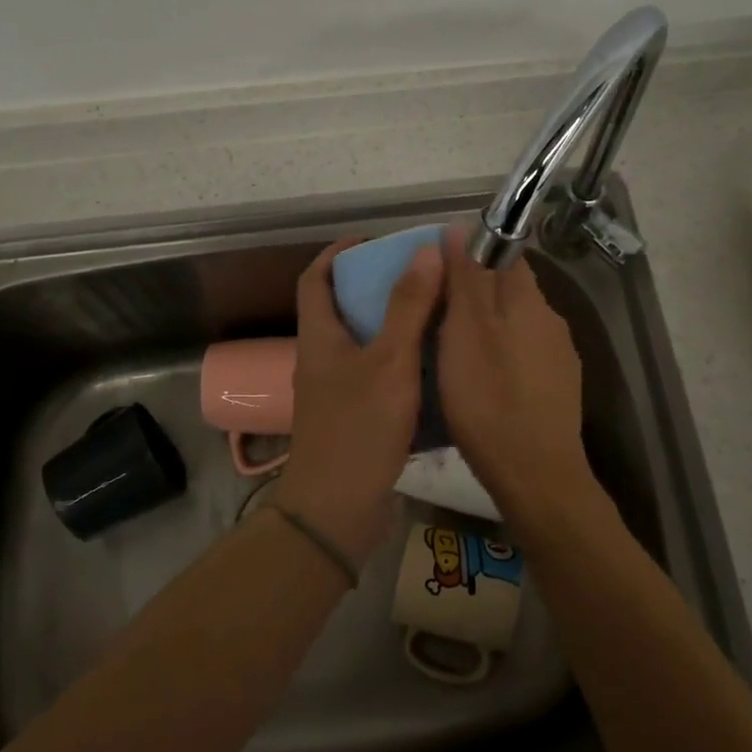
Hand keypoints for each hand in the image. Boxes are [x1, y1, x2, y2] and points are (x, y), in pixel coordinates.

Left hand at [276, 238, 444, 567]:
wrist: (338, 511)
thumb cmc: (359, 429)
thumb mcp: (390, 362)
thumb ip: (408, 307)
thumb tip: (425, 251)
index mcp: (319, 338)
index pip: (316, 279)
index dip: (338, 253)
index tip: (373, 240)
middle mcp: (322, 359)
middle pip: (342, 308)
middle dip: (376, 286)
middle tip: (420, 276)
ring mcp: (336, 391)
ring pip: (363, 343)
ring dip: (393, 324)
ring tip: (435, 312)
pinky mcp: (354, 417)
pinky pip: (376, 374)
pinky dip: (400, 361)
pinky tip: (433, 364)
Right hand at [437, 232, 599, 522]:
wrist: (535, 474)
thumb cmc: (489, 398)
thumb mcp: (464, 332)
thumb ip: (465, 279)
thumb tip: (460, 226)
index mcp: (529, 300)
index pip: (504, 253)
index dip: (470, 253)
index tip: (437, 271)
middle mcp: (551, 320)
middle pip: (509, 290)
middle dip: (475, 294)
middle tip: (434, 314)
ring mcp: (559, 357)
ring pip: (516, 326)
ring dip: (487, 328)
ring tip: (450, 350)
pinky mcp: (557, 389)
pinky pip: (523, 356)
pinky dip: (501, 357)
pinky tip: (481, 382)